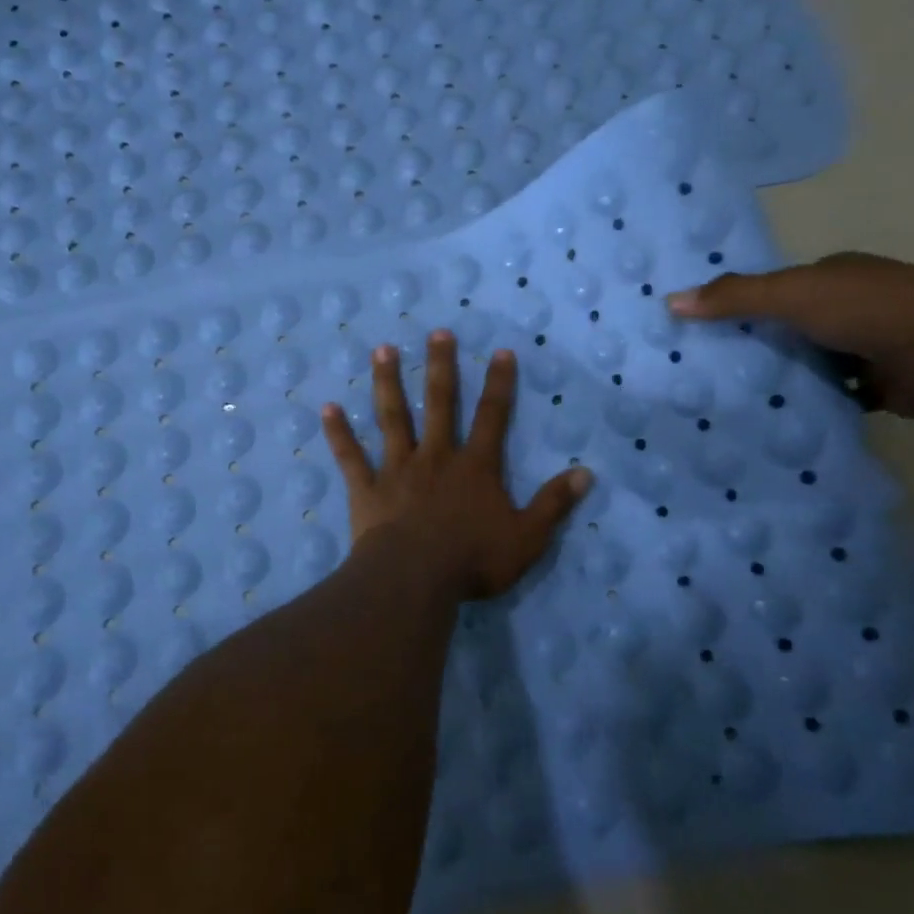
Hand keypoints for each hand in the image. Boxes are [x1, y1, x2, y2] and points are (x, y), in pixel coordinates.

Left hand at [320, 330, 592, 600]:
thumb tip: (586, 473)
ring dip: (387, 383)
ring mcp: (397, 470)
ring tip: (383, 350)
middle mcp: (435, 457)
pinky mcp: (368, 489)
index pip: (492, 417)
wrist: (414, 580)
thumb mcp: (526, 538)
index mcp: (474, 467)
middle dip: (441, 367)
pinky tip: (326, 408)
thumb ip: (554, 504)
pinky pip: (351, 457)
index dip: (499, 384)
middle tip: (437, 333)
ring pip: (392, 418)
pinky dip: (338, 433)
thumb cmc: (472, 560)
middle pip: (439, 404)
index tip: (501, 351)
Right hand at [666, 252, 913, 420]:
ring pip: (807, 366)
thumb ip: (735, 297)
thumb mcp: (794, 294)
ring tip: (723, 404)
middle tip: (699, 375)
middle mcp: (848, 309)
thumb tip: (670, 301)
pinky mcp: (879, 389)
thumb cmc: (873, 309)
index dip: (737, 307)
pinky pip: (831, 398)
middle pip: (787, 330)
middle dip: (752, 348)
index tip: (696, 331)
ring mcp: (866, 349)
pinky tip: (771, 422)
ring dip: (780, 382)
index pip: (774, 291)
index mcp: (832, 278)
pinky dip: (809, 407)